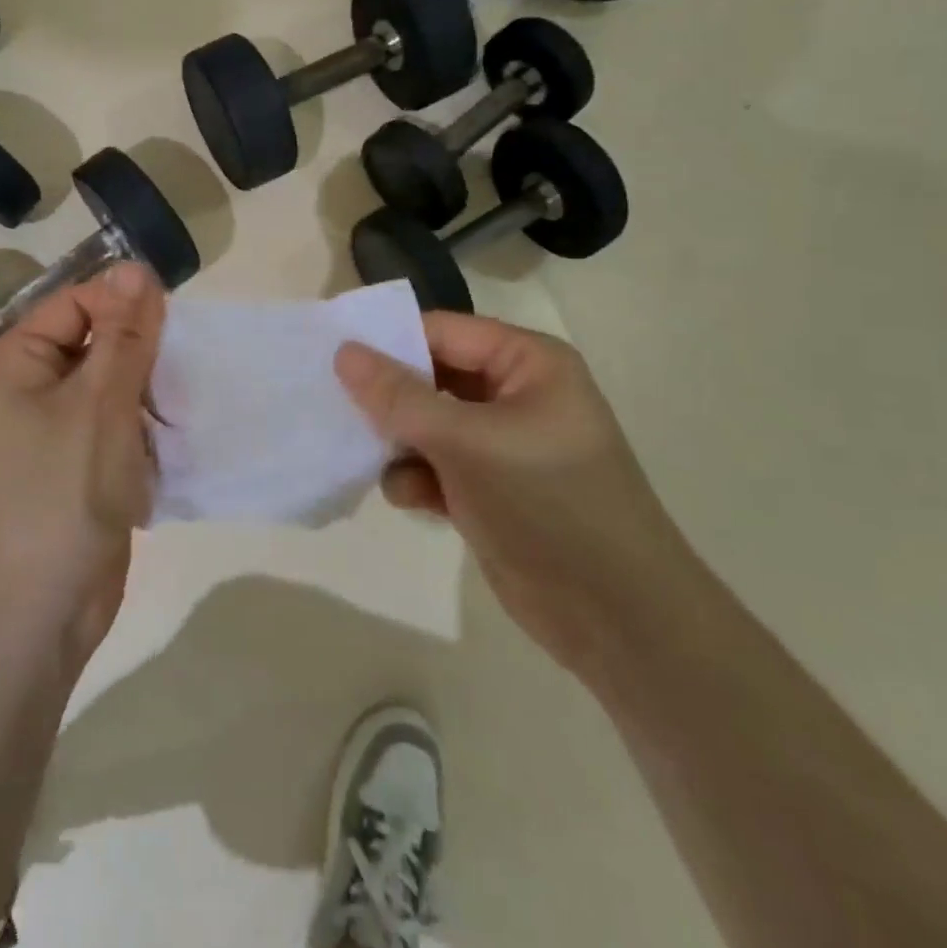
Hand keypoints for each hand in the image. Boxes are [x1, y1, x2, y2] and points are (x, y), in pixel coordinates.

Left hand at [0, 261, 164, 666]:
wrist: (41, 607)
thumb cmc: (64, 492)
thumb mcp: (100, 402)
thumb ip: (123, 334)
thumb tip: (135, 266)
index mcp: (16, 361)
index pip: (77, 302)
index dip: (126, 306)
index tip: (175, 328)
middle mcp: (27, 388)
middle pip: (96, 342)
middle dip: (142, 353)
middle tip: (184, 371)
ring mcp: (51, 430)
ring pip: (111, 386)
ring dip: (148, 392)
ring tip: (183, 405)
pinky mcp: (76, 465)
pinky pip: (114, 425)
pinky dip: (143, 427)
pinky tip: (173, 439)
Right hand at [336, 314, 703, 676]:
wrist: (615, 616)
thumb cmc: (547, 504)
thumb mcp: (467, 442)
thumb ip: (400, 397)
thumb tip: (344, 351)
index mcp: (528, 363)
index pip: (443, 331)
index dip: (388, 341)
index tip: (331, 357)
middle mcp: (515, 395)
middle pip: (431, 376)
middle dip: (390, 399)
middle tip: (337, 409)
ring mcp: (502, 444)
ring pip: (427, 424)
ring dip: (399, 443)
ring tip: (378, 461)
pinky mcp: (488, 488)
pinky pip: (435, 465)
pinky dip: (417, 478)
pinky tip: (412, 499)